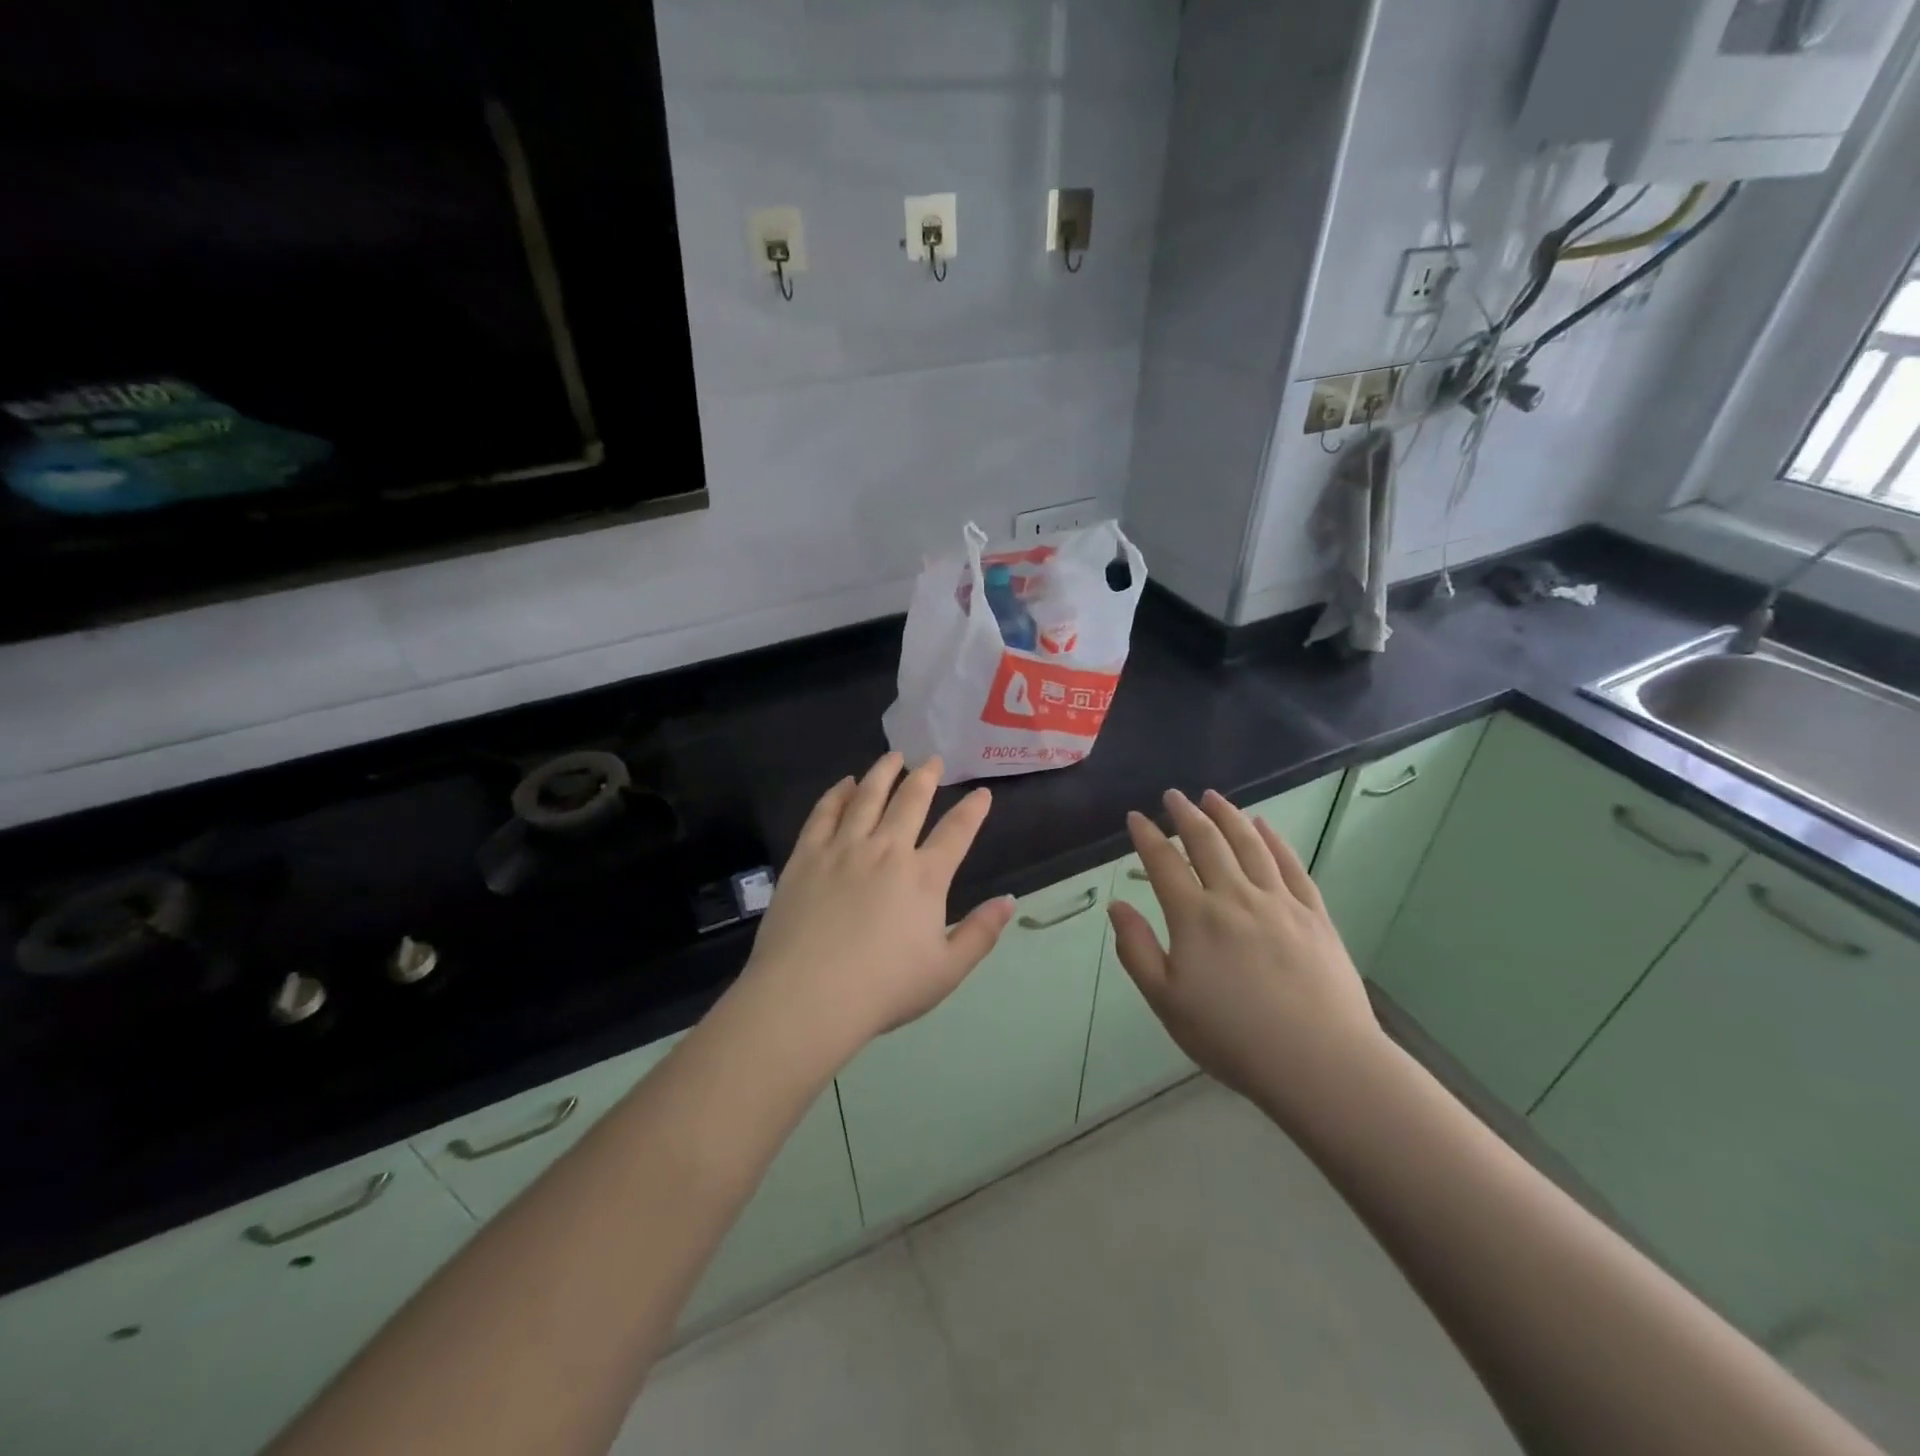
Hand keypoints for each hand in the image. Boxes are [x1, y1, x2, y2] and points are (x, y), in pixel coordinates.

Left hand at [739, 752, 1013, 1064]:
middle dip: (926, 777)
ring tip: (893, 757)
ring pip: (867, 797)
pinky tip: (844, 784)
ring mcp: (843, 848)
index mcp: (925, 877)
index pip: (957, 832)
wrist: (808, 996)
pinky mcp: (807, 855)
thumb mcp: (946, 971)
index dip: (973, 810)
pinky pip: (824, 813)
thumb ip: (980, 933)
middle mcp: (887, 850)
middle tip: (932, 760)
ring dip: (883, 773)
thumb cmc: (883, 989)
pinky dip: (837, 793)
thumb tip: (1009, 901)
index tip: (982, 793)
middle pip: (911, 801)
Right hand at [1109, 789, 1388, 1118]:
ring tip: (1213, 797)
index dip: (1147, 836)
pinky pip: (1291, 865)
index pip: (1164, 863)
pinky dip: (1274, 839)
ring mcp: (1279, 902)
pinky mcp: (1314, 914)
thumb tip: (1117, 906)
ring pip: (1250, 844)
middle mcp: (1235, 897)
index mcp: (1195, 918)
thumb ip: (1136, 950)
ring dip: (1228, 815)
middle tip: (1174, 796)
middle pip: (1207, 842)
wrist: (1320, 1062)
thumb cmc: (1232, 1038)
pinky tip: (1264, 826)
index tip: (1136, 817)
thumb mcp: (1166, 1002)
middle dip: (1186, 814)